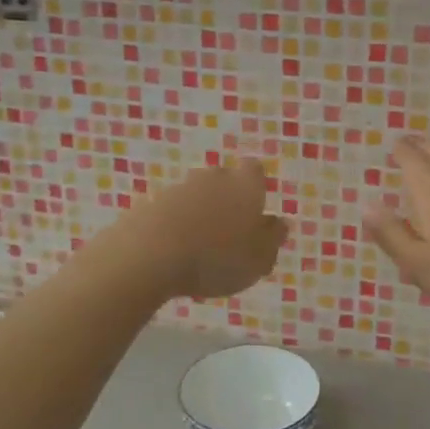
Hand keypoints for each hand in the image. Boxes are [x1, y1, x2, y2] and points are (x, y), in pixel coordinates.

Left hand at [117, 159, 288, 300]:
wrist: (150, 256)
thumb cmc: (217, 258)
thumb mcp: (259, 258)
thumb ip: (273, 239)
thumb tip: (280, 223)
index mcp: (245, 185)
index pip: (254, 170)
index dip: (255, 187)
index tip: (254, 210)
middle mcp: (213, 178)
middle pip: (223, 180)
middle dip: (226, 200)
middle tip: (228, 234)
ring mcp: (178, 188)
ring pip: (195, 196)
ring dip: (199, 214)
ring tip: (199, 248)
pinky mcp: (149, 203)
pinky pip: (170, 212)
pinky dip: (174, 225)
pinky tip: (173, 252)